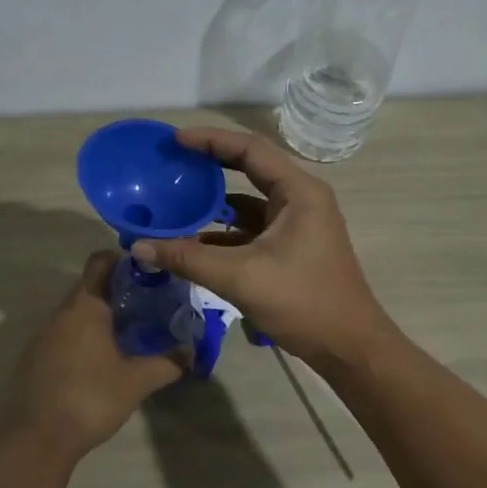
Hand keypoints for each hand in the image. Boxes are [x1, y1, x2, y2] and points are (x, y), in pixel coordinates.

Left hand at [14, 252, 182, 459]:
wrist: (35, 439)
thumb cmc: (90, 399)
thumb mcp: (136, 382)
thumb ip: (167, 364)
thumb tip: (191, 353)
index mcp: (85, 307)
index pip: (100, 262)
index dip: (123, 260)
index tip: (147, 272)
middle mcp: (60, 313)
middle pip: (88, 286)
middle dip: (116, 291)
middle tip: (147, 305)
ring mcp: (42, 336)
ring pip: (75, 313)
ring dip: (98, 316)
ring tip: (127, 333)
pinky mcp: (33, 358)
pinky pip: (62, 334)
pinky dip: (82, 337)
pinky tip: (98, 360)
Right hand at [131, 128, 389, 367]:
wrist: (348, 347)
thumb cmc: (303, 302)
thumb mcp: (240, 277)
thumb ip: (188, 258)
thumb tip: (138, 246)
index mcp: (298, 192)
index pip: (250, 149)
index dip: (211, 140)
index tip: (175, 141)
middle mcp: (301, 199)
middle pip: (250, 169)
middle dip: (211, 164)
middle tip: (173, 161)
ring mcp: (297, 224)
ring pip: (249, 201)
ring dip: (215, 201)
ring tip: (176, 198)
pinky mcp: (291, 248)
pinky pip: (252, 228)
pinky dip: (224, 230)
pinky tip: (193, 240)